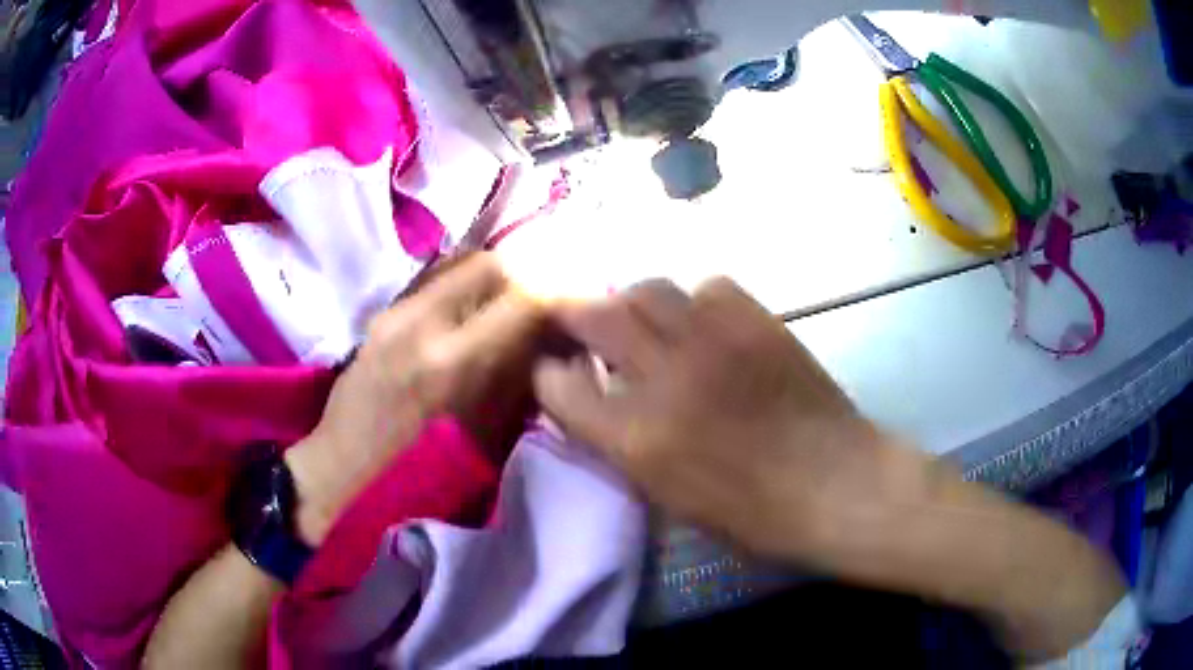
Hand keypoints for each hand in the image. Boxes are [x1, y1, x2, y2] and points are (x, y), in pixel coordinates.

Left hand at [288, 254, 543, 544]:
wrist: (345, 472)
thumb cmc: (420, 476)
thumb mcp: (486, 439)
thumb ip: (520, 380)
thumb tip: (551, 342)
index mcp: (455, 363)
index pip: (524, 299)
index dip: (555, 300)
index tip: (567, 312)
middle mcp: (422, 323)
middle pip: (489, 263)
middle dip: (522, 278)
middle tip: (534, 305)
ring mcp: (394, 313)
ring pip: (457, 266)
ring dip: (489, 281)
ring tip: (500, 310)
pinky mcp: (380, 315)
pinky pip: (431, 284)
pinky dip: (459, 291)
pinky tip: (462, 318)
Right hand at [535, 277, 1124, 659]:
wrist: (840, 486)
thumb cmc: (755, 515)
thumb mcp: (670, 499)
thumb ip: (622, 445)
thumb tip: (596, 401)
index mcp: (636, 440)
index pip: (557, 386)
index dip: (548, 375)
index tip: (556, 373)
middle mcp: (663, 379)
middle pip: (593, 314)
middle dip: (575, 315)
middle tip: (583, 324)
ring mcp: (712, 341)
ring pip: (647, 286)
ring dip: (636, 303)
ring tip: (649, 323)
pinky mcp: (756, 320)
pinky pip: (707, 286)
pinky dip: (697, 303)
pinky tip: (708, 326)